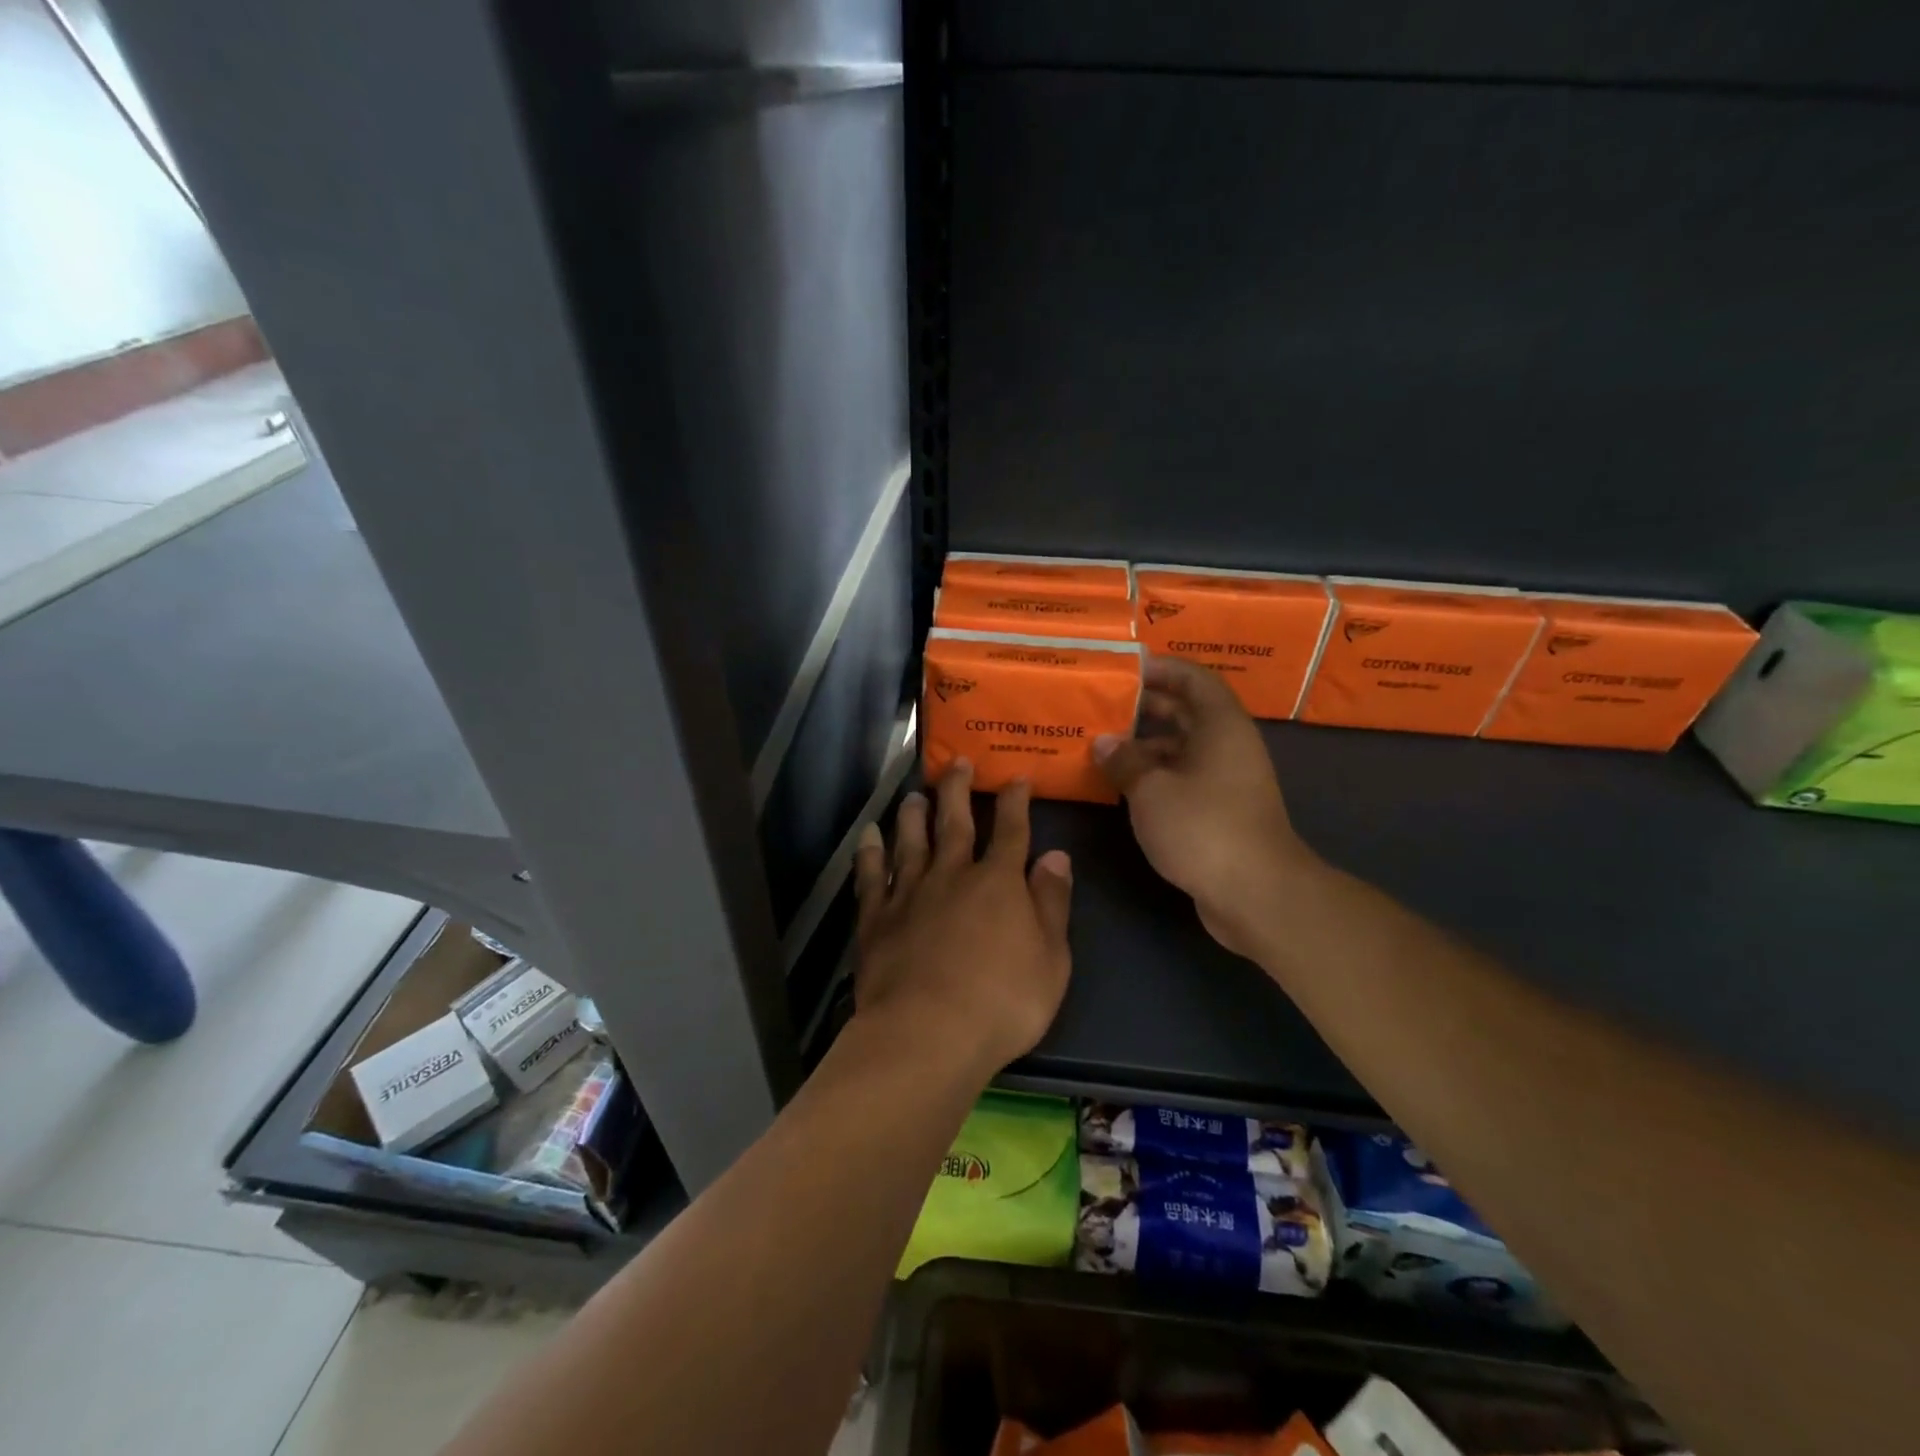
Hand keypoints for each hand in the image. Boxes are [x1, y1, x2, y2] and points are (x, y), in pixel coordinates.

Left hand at [853, 760, 1073, 1079]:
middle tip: (956, 762)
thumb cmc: (1002, 1002)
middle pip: (955, 823)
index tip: (1015, 777)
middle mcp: (952, 876)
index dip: (1015, 802)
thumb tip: (1056, 855)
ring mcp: (910, 894)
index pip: (1010, 831)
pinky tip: (867, 836)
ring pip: (910, 842)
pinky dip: (868, 853)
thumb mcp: (1051, 958)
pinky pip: (871, 877)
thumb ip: (1052, 902)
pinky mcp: (877, 919)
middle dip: (958, 790)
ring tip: (914, 795)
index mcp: (998, 883)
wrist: (927, 1033)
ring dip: (913, 815)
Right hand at [1094, 656, 1317, 956]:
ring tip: (1102, 746)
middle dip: (1146, 706)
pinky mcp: (1221, 812)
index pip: (1194, 679)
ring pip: (1183, 749)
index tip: (1125, 668)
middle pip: (1187, 713)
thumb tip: (1103, 743)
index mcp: (1221, 726)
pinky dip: (1155, 777)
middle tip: (1104, 705)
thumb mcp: (1151, 789)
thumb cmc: (1203, 827)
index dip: (1162, 668)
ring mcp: (1227, 781)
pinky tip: (1122, 786)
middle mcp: (1228, 747)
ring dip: (1146, 746)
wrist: (1256, 893)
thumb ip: (1124, 761)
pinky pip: (1183, 780)